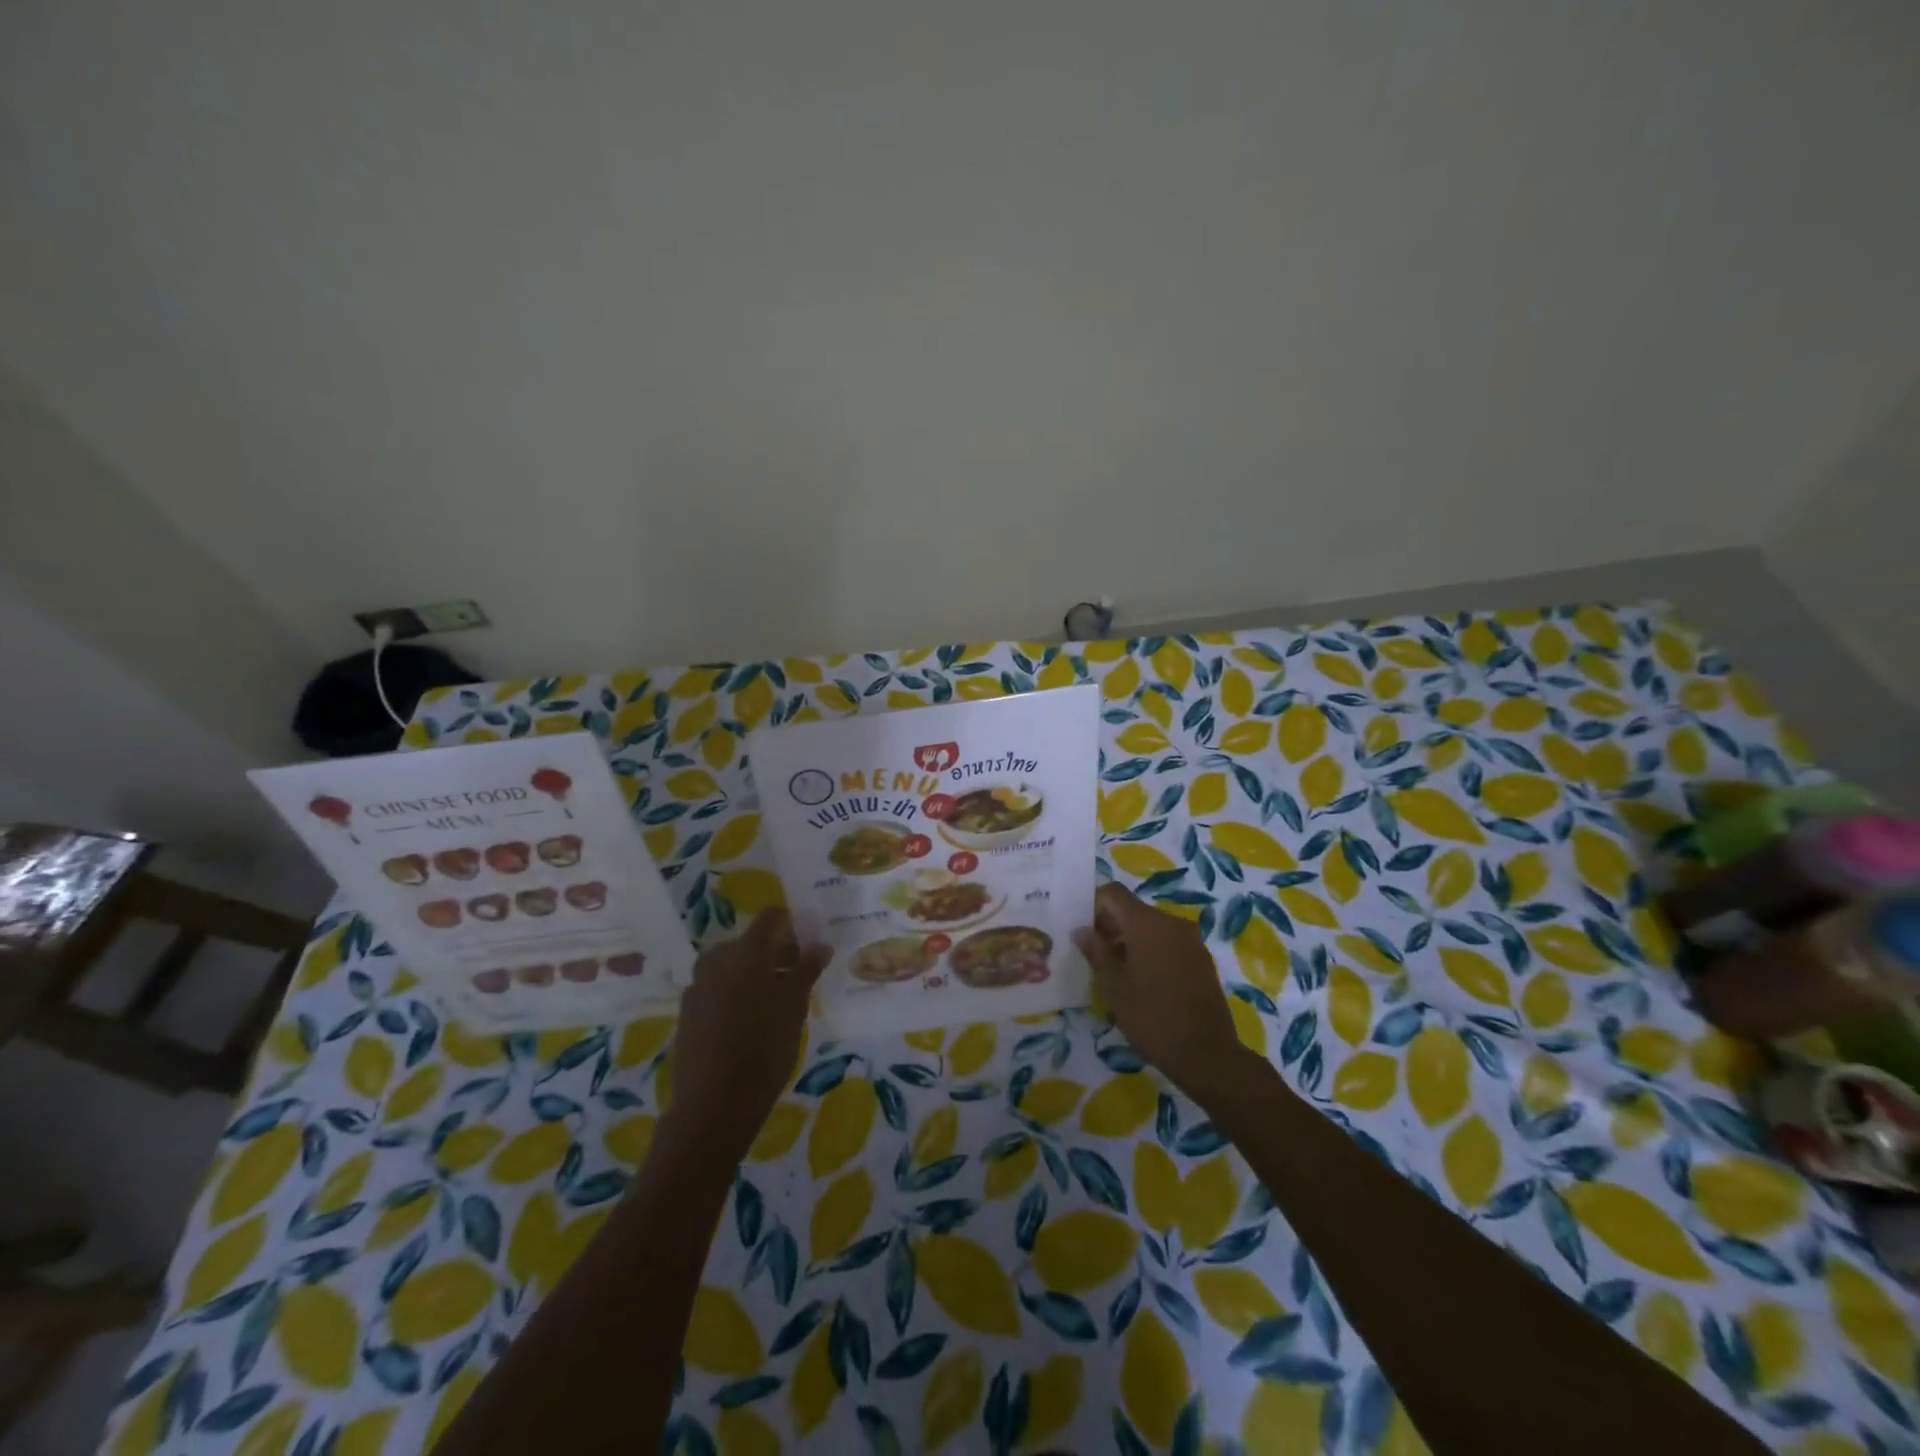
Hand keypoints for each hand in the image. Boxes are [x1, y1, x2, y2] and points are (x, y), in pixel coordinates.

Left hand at [662, 910, 829, 1160]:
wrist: (713, 1107)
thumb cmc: (763, 1051)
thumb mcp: (794, 1008)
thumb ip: (806, 970)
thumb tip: (820, 944)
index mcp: (745, 954)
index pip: (768, 919)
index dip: (788, 921)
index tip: (806, 935)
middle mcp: (716, 962)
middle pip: (747, 943)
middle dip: (772, 951)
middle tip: (796, 972)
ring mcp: (697, 988)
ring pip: (729, 966)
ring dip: (752, 971)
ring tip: (774, 997)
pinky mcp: (687, 1014)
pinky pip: (715, 988)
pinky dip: (733, 991)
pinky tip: (748, 1018)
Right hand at [1074, 883, 1250, 1098]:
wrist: (1206, 1054)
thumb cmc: (1151, 1017)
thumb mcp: (1112, 986)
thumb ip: (1095, 951)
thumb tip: (1081, 930)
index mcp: (1147, 923)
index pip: (1113, 893)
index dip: (1094, 907)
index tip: (1086, 935)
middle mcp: (1171, 922)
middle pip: (1133, 910)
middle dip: (1112, 927)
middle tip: (1096, 958)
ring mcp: (1191, 940)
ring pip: (1152, 927)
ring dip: (1132, 941)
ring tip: (1119, 974)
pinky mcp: (1202, 959)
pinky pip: (1169, 943)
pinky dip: (1152, 952)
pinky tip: (1145, 983)